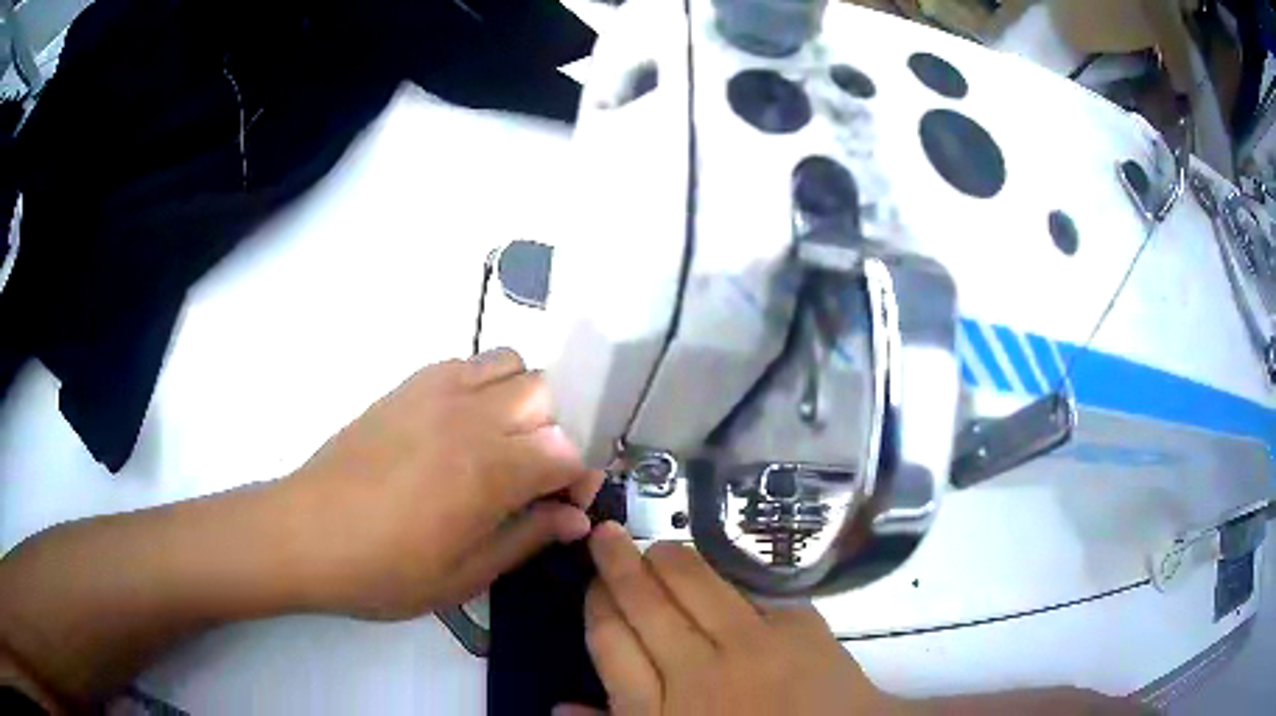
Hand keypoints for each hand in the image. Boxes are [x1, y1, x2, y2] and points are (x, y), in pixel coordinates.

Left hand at [280, 348, 602, 618]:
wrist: (307, 534)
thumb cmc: (385, 570)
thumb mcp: (464, 576)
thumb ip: (527, 538)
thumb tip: (576, 519)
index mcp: (489, 471)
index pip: (568, 452)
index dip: (578, 480)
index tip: (566, 508)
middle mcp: (471, 417)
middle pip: (547, 394)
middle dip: (556, 433)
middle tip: (533, 476)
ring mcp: (437, 392)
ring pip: (512, 364)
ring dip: (523, 400)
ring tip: (501, 443)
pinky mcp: (408, 385)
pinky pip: (467, 362)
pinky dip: (484, 384)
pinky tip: (462, 426)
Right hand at [575, 523, 901, 715]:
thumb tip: (560, 704)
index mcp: (659, 711)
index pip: (609, 641)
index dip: (596, 604)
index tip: (593, 584)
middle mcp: (698, 672)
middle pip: (645, 604)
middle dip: (618, 562)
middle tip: (607, 535)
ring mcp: (751, 644)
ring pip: (693, 583)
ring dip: (667, 558)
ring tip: (654, 546)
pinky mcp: (796, 625)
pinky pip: (749, 588)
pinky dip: (726, 575)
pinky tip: (713, 569)